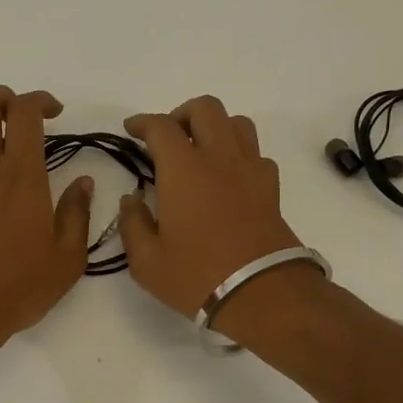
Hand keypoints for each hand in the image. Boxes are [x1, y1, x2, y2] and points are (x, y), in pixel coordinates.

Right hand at [118, 96, 307, 321]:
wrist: (262, 294)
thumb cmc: (197, 276)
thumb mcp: (147, 261)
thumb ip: (132, 224)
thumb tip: (132, 200)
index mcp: (184, 170)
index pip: (160, 127)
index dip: (142, 122)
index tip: (131, 129)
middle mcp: (219, 158)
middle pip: (205, 108)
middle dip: (181, 115)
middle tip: (166, 139)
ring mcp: (250, 170)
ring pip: (236, 122)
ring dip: (214, 128)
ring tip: (199, 151)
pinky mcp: (270, 188)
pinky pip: (255, 153)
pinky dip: (238, 154)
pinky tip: (227, 177)